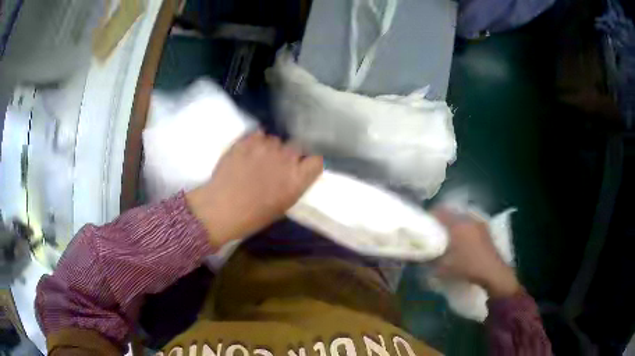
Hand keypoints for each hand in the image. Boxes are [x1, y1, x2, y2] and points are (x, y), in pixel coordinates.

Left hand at [186, 131, 322, 247]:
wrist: (221, 208)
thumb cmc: (252, 216)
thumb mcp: (282, 206)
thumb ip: (293, 185)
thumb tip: (293, 174)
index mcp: (297, 179)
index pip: (317, 161)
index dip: (309, 164)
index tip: (302, 168)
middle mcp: (286, 158)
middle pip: (297, 146)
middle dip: (290, 154)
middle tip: (278, 165)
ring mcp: (266, 147)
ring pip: (276, 139)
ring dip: (271, 148)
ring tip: (259, 159)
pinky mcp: (247, 140)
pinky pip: (259, 134)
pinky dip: (256, 141)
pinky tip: (248, 152)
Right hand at [432, 208, 520, 297]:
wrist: (492, 271)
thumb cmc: (467, 268)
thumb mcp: (444, 267)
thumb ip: (430, 259)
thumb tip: (421, 254)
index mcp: (457, 225)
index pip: (439, 211)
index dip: (429, 215)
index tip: (423, 222)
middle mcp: (468, 218)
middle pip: (450, 212)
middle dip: (440, 219)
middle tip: (434, 230)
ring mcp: (478, 222)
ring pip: (460, 216)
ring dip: (452, 222)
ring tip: (447, 235)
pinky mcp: (485, 228)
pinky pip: (469, 222)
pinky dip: (462, 226)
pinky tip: (461, 239)